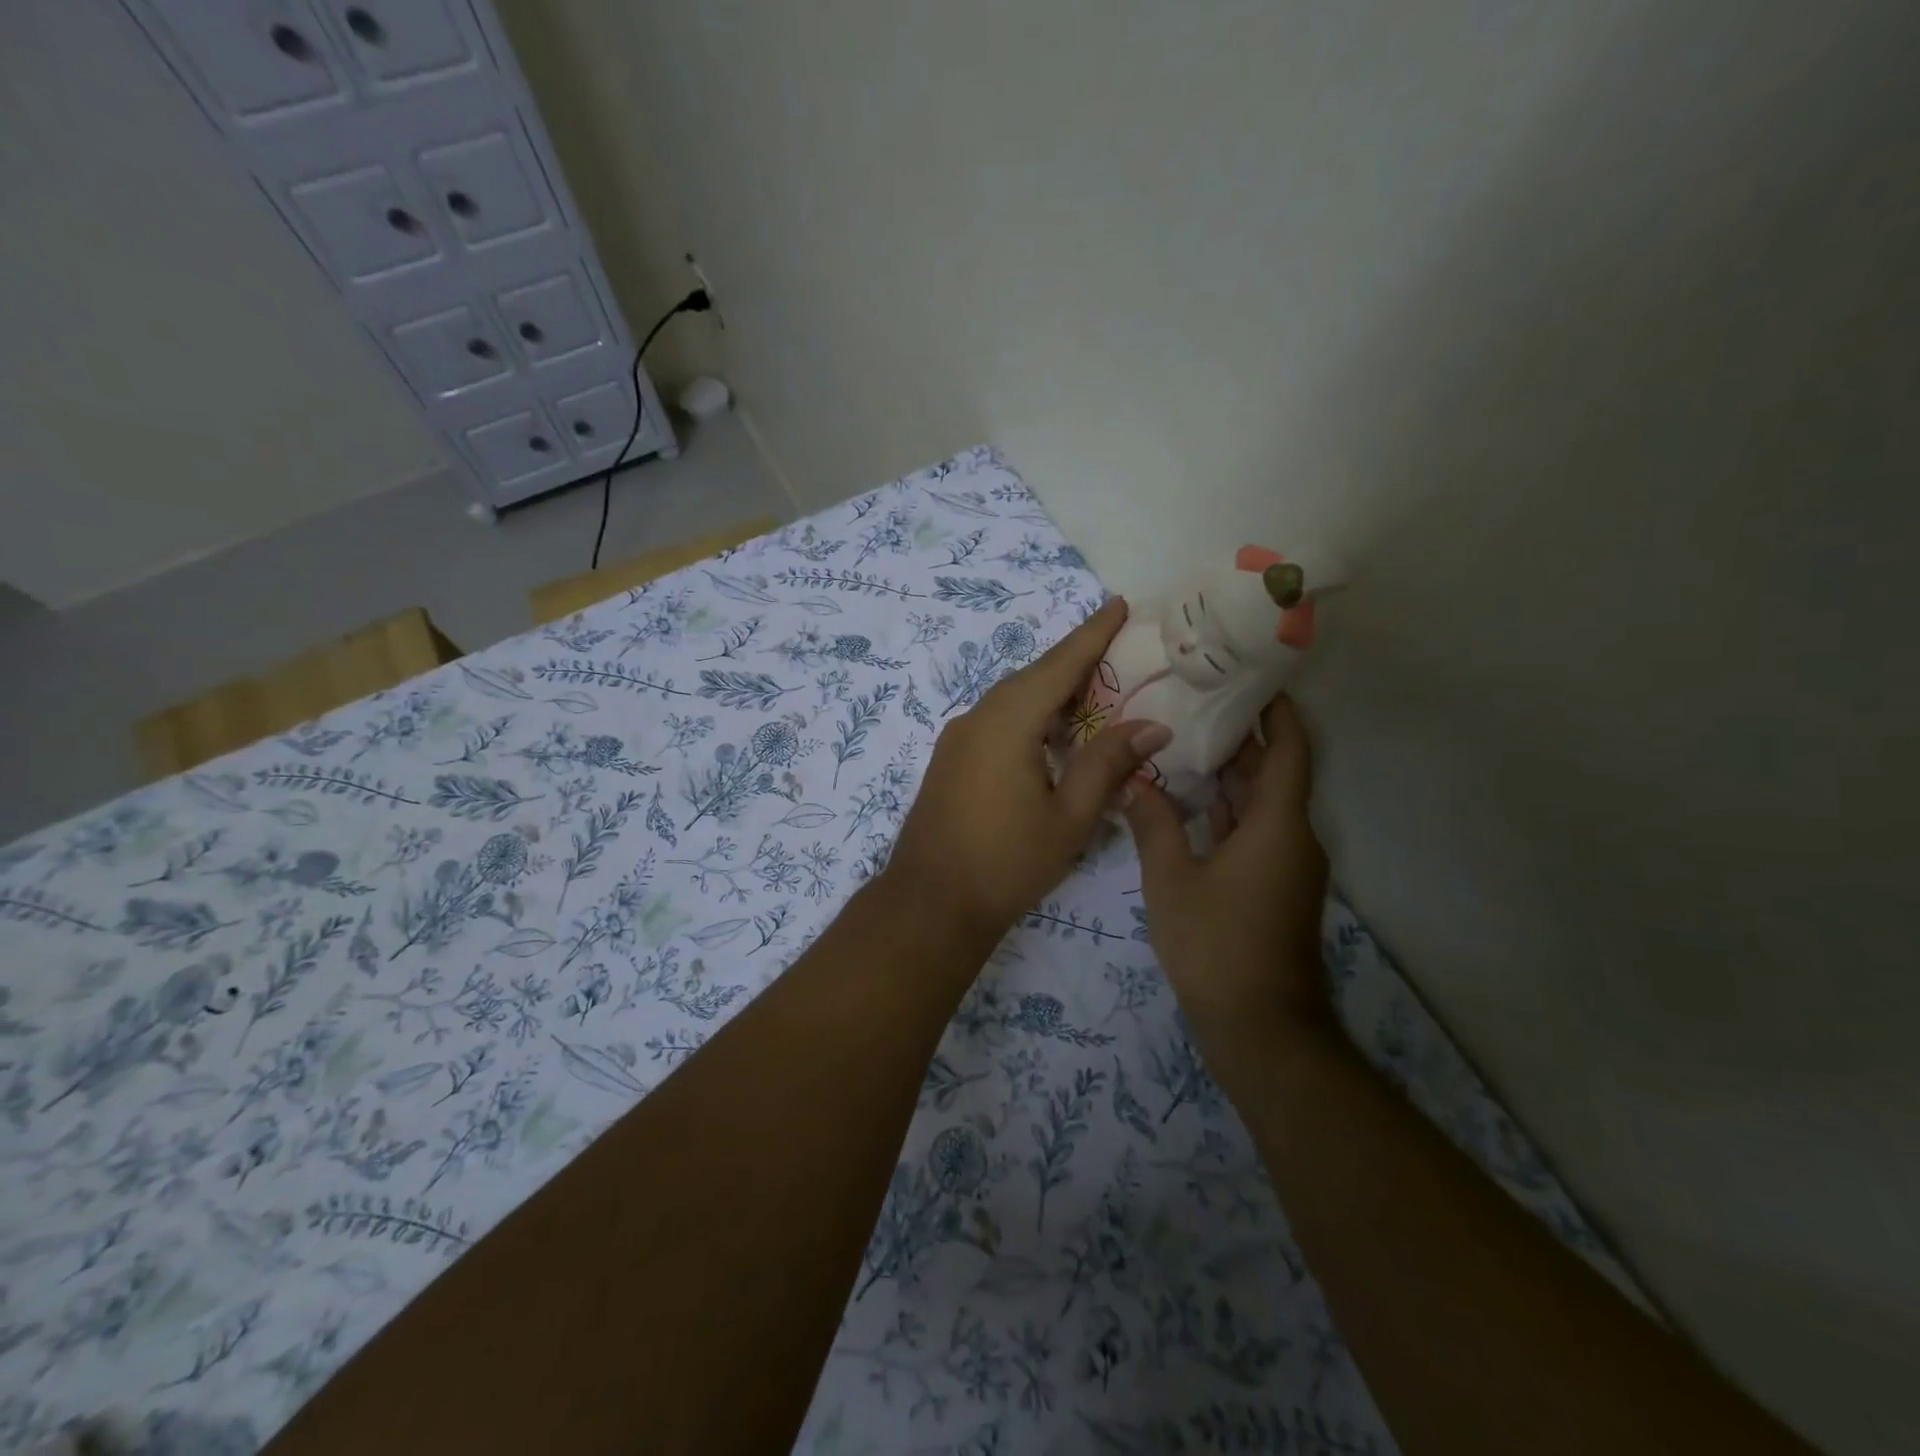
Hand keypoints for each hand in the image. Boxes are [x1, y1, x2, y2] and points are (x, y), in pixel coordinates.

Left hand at [886, 598, 1173, 940]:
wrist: (930, 903)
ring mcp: (957, 738)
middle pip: (1033, 676)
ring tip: (1093, 691)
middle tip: (1118, 651)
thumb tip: (1152, 725)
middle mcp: (977, 718)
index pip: (1059, 664)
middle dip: (1075, 660)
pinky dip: (1029, 714)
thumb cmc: (1006, 862)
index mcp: (1008, 722)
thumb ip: (1108, 764)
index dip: (1093, 634)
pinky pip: (996, 720)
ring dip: (1050, 690)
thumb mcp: (1069, 817)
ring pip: (1012, 698)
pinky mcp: (950, 760)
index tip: (1119, 604)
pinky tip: (1050, 733)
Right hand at [1123, 696, 1330, 1036]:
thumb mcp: (1171, 879)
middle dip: (1241, 738)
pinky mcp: (1274, 888)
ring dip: (1231, 776)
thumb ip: (1153, 823)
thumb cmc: (1216, 944)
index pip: (1289, 750)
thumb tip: (1135, 780)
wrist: (1260, 1027)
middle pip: (1274, 773)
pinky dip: (1228, 811)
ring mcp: (1286, 866)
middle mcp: (1293, 838)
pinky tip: (1188, 802)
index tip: (1253, 680)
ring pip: (1262, 805)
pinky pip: (1255, 832)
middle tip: (1197, 703)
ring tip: (1184, 741)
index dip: (1277, 712)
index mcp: (1277, 825)